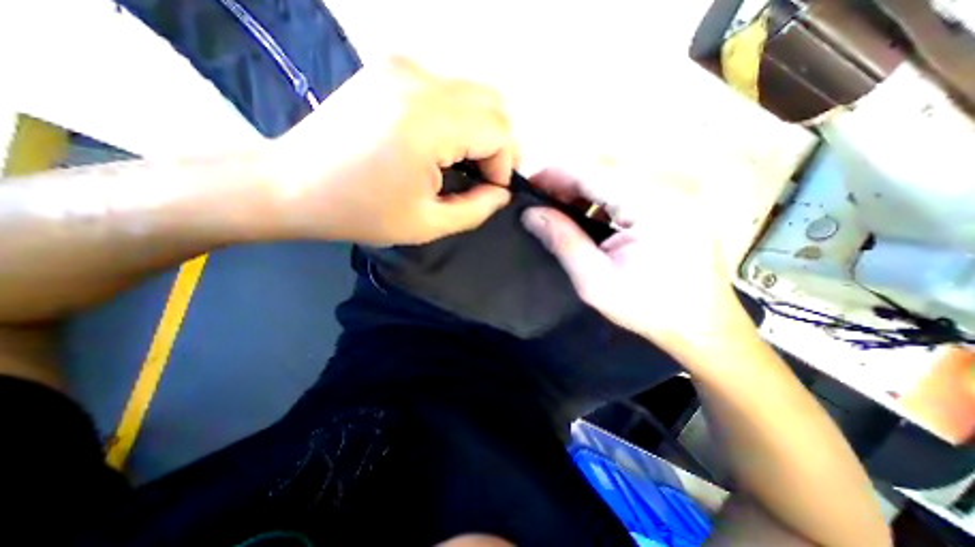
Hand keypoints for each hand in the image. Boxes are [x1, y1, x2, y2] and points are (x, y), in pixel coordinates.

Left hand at [259, 55, 516, 242]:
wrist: (290, 184)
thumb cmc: (360, 212)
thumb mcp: (428, 224)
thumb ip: (477, 209)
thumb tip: (501, 192)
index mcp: (427, 123)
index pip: (498, 131)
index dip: (503, 164)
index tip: (489, 190)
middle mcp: (418, 81)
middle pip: (493, 105)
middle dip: (499, 145)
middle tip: (484, 177)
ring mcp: (402, 68)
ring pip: (474, 93)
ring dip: (481, 130)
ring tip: (464, 163)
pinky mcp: (390, 69)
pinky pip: (448, 89)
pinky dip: (459, 117)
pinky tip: (441, 143)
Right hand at [526, 168, 747, 361]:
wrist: (702, 325)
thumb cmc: (647, 308)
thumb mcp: (595, 280)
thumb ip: (563, 241)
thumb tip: (531, 213)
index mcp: (652, 206)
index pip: (593, 172)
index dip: (556, 173)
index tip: (530, 184)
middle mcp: (669, 188)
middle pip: (606, 168)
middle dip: (568, 180)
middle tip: (542, 201)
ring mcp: (677, 193)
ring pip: (617, 175)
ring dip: (584, 188)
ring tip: (561, 209)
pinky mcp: (677, 202)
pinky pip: (630, 187)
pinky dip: (603, 197)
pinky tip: (589, 214)